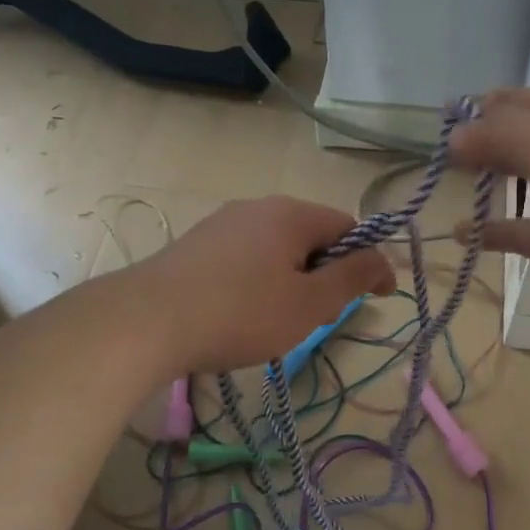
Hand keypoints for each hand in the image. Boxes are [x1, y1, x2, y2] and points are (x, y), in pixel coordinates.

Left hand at [129, 197, 395, 373]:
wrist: (146, 322)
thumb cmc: (241, 313)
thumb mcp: (310, 303)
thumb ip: (353, 277)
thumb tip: (383, 259)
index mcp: (291, 213)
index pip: (349, 227)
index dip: (369, 262)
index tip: (378, 299)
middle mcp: (257, 207)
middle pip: (312, 236)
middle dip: (327, 274)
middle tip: (323, 316)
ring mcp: (222, 224)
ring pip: (278, 249)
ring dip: (294, 280)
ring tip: (281, 320)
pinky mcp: (197, 246)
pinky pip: (247, 258)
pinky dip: (261, 282)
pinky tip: (243, 313)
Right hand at [451, 89, 529, 338]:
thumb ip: (501, 134)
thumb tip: (457, 135)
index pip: (521, 102)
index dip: (483, 106)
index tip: (443, 118)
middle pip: (518, 139)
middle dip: (482, 141)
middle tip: (440, 154)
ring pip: (519, 182)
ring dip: (488, 180)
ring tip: (449, 183)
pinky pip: (517, 230)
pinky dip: (490, 231)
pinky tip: (461, 234)